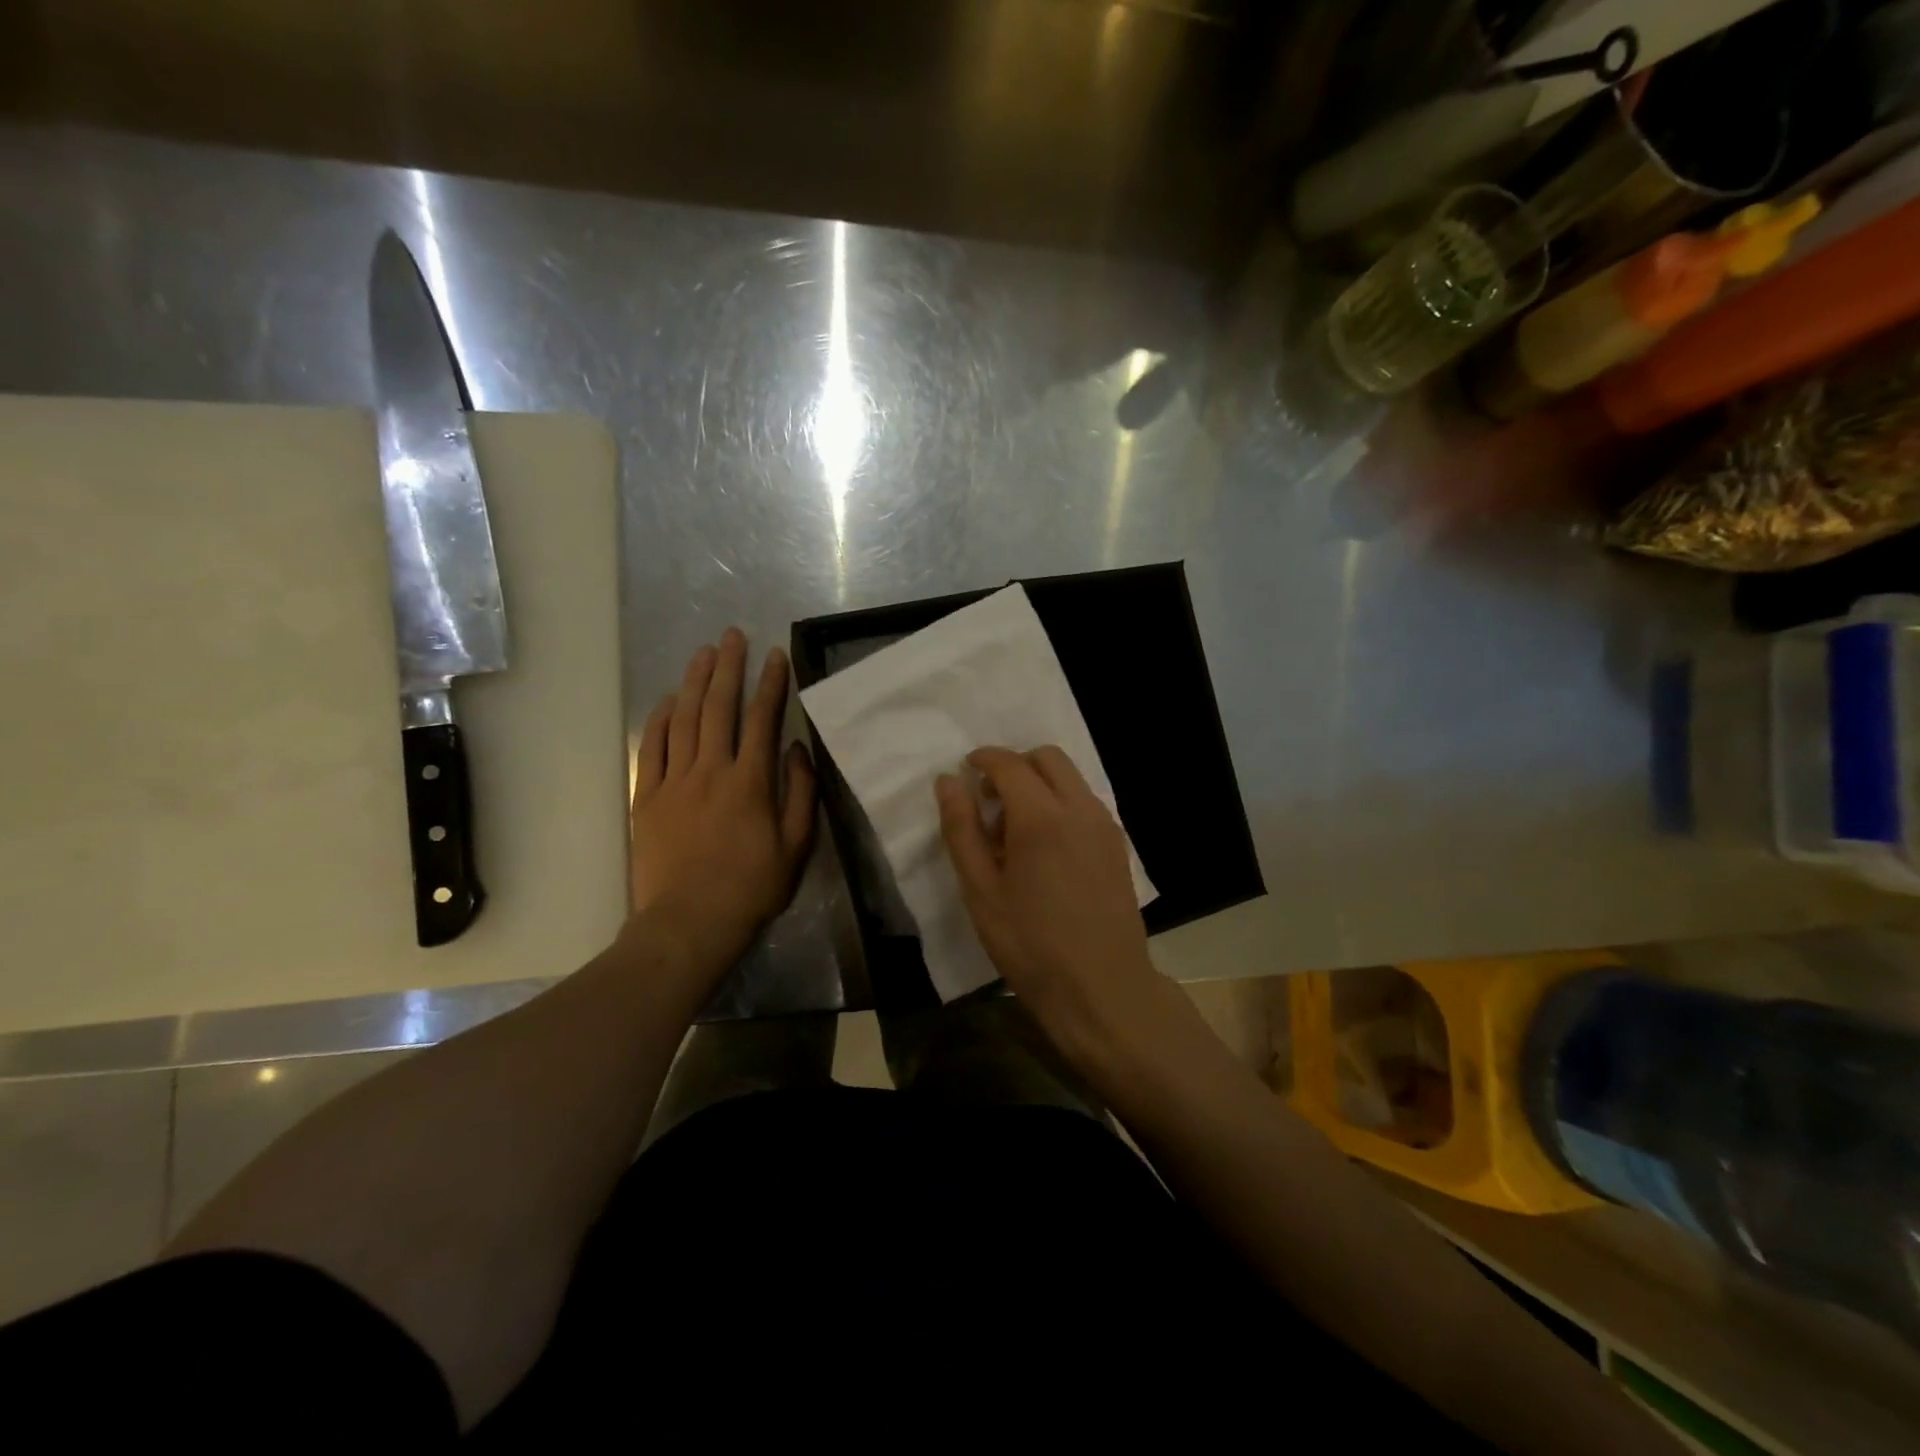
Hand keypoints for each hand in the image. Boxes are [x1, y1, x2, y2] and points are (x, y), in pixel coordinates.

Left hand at [626, 629, 815, 979]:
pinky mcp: (647, 797)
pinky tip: (668, 701)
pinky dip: (659, 720)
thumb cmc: (752, 887)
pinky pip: (652, 749)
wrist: (690, 922)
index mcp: (751, 781)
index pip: (762, 720)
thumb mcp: (796, 846)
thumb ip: (801, 793)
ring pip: (683, 720)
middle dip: (728, 668)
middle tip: (732, 636)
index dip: (770, 684)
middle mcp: (711, 770)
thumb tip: (798, 750)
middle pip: (719, 708)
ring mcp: (674, 782)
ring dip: (693, 683)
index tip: (775, 656)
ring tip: (703, 653)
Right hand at [936, 746, 1157, 1051]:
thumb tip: (949, 781)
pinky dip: (1061, 803)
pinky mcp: (1118, 846)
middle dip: (1015, 765)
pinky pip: (1086, 803)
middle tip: (990, 801)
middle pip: (1048, 758)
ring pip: (1071, 778)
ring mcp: (1105, 826)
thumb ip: (962, 829)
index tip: (966, 772)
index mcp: (1042, 817)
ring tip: (1016, 830)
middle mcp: (1080, 809)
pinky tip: (1046, 848)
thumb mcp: (981, 891)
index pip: (1010, 764)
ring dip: (1040, 784)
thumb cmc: (1030, 944)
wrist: (1102, 988)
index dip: (983, 760)